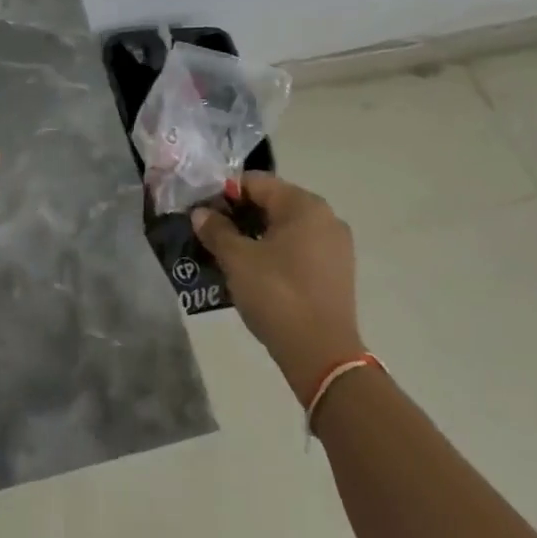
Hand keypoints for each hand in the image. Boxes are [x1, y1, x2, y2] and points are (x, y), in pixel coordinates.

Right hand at [191, 172, 362, 404]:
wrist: (322, 355)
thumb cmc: (277, 295)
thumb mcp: (237, 259)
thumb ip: (216, 230)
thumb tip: (201, 213)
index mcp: (303, 205)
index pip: (256, 182)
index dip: (224, 193)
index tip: (201, 211)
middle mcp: (325, 216)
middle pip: (272, 203)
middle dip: (239, 215)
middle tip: (209, 232)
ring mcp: (335, 245)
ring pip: (284, 227)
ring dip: (254, 235)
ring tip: (226, 253)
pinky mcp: (336, 270)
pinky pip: (298, 248)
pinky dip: (274, 251)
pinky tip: (253, 271)